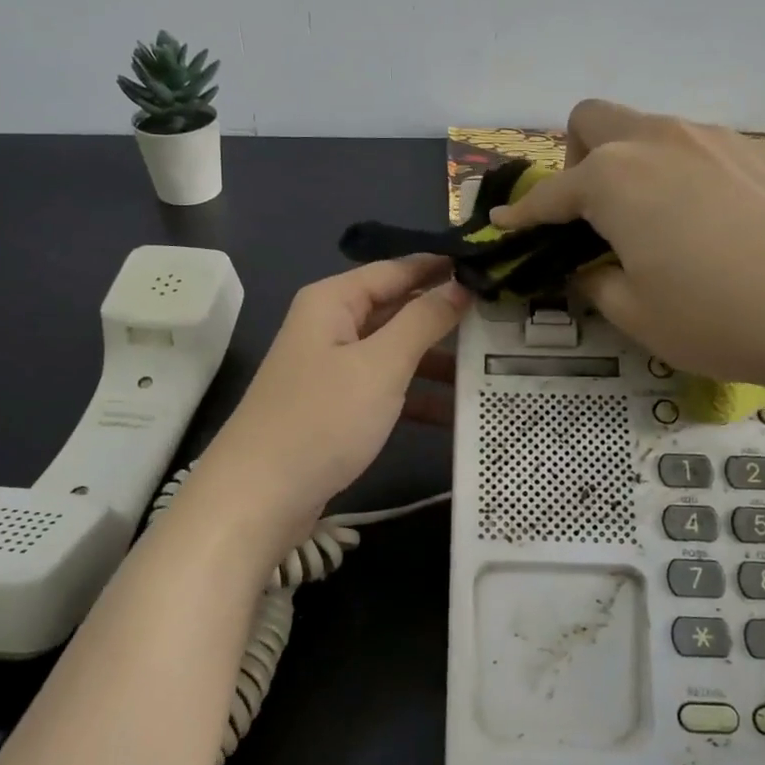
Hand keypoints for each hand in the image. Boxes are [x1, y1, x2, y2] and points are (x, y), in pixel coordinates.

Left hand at [192, 257, 467, 540]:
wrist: (260, 497)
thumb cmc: (322, 419)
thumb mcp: (381, 365)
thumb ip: (424, 321)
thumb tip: (461, 285)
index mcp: (334, 300)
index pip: (398, 268)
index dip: (444, 267)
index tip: (495, 267)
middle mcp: (332, 326)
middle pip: (398, 309)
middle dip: (446, 316)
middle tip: (504, 321)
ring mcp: (333, 368)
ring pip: (396, 352)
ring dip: (438, 361)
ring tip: (493, 368)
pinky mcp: (337, 406)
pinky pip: (386, 388)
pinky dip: (418, 397)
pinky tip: (458, 413)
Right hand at [490, 100, 764, 410]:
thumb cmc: (719, 318)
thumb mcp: (636, 314)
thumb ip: (596, 282)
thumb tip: (588, 268)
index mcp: (615, 179)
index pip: (550, 193)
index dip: (523, 214)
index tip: (505, 227)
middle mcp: (661, 141)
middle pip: (594, 119)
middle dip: (577, 158)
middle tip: (592, 213)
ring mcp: (719, 139)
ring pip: (653, 129)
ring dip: (634, 165)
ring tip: (658, 223)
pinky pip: (705, 149)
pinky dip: (687, 176)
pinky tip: (718, 226)